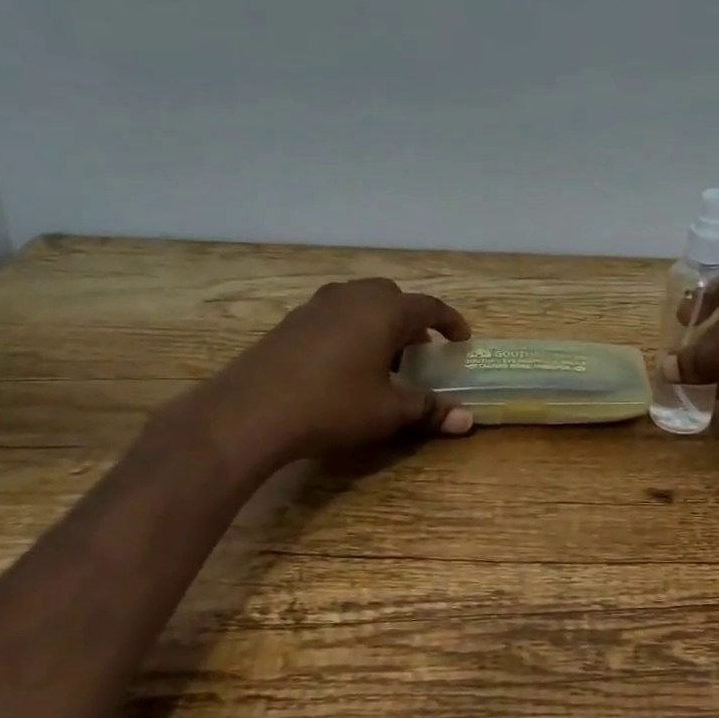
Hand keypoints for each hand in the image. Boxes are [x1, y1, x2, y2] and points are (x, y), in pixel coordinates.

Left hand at [176, 278, 473, 480]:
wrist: (250, 411)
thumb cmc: (332, 405)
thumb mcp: (388, 411)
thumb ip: (429, 410)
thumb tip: (467, 420)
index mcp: (385, 310)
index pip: (430, 307)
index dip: (450, 323)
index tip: (461, 339)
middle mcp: (353, 296)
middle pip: (393, 299)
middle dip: (411, 321)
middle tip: (420, 351)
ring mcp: (318, 305)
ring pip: (361, 304)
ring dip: (379, 324)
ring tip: (383, 359)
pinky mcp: (292, 320)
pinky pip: (335, 315)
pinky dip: (351, 330)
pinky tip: (344, 364)